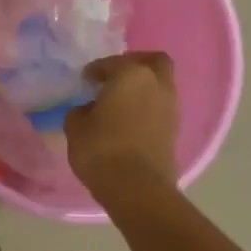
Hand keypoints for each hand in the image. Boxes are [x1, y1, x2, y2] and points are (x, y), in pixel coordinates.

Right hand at [65, 51, 179, 194]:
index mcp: (131, 75)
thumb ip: (81, 111)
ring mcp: (170, 107)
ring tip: (120, 102)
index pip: (112, 63)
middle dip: (135, 65)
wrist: (137, 188)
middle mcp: (156, 84)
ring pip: (160, 85)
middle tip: (115, 77)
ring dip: (143, 88)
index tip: (86, 79)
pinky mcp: (175, 130)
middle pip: (153, 62)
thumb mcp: (76, 127)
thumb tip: (90, 109)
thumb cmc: (101, 149)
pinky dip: (147, 108)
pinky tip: (128, 121)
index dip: (96, 69)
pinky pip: (160, 108)